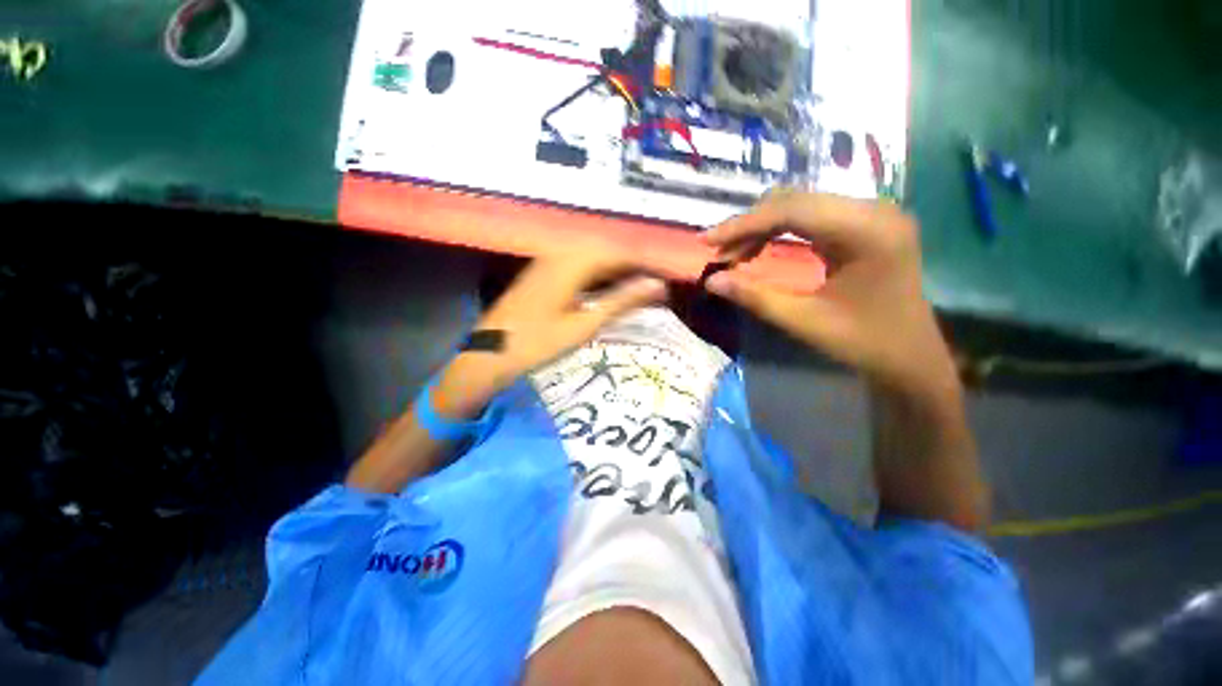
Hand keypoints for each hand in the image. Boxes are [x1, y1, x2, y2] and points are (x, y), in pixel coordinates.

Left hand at [434, 248, 667, 416]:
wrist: (491, 353)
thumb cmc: (539, 343)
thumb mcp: (585, 325)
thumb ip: (623, 300)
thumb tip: (658, 285)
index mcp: (574, 262)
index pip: (622, 252)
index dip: (648, 263)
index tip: (669, 276)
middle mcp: (562, 252)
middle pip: (609, 249)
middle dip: (635, 264)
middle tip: (656, 284)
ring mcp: (550, 260)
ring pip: (594, 255)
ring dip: (618, 268)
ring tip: (639, 285)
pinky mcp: (544, 271)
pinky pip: (580, 263)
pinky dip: (600, 273)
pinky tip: (608, 286)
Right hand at [704, 191, 956, 395]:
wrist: (911, 357)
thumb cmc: (863, 343)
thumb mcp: (804, 322)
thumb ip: (755, 297)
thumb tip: (711, 281)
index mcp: (867, 232)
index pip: (791, 210)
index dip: (742, 224)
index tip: (706, 241)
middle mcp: (873, 210)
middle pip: (795, 201)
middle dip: (748, 225)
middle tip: (717, 252)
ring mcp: (871, 214)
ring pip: (800, 206)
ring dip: (760, 227)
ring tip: (732, 254)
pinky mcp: (864, 224)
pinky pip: (811, 217)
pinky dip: (778, 231)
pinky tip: (758, 248)